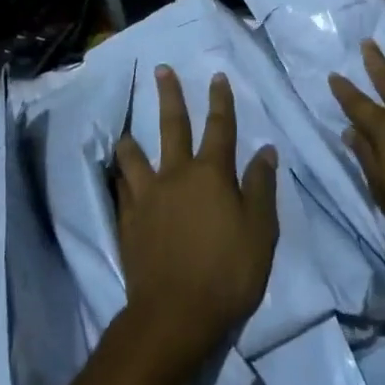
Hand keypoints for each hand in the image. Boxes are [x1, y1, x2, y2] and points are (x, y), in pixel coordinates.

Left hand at [113, 66, 278, 378]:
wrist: (175, 314)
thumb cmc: (227, 272)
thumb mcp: (260, 231)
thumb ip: (261, 187)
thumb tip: (265, 150)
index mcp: (211, 174)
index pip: (220, 127)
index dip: (220, 100)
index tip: (216, 76)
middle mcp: (176, 174)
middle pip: (172, 126)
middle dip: (170, 96)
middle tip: (161, 70)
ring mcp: (147, 197)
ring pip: (134, 157)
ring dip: (132, 142)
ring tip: (126, 134)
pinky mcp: (128, 221)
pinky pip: (122, 190)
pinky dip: (121, 180)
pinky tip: (118, 180)